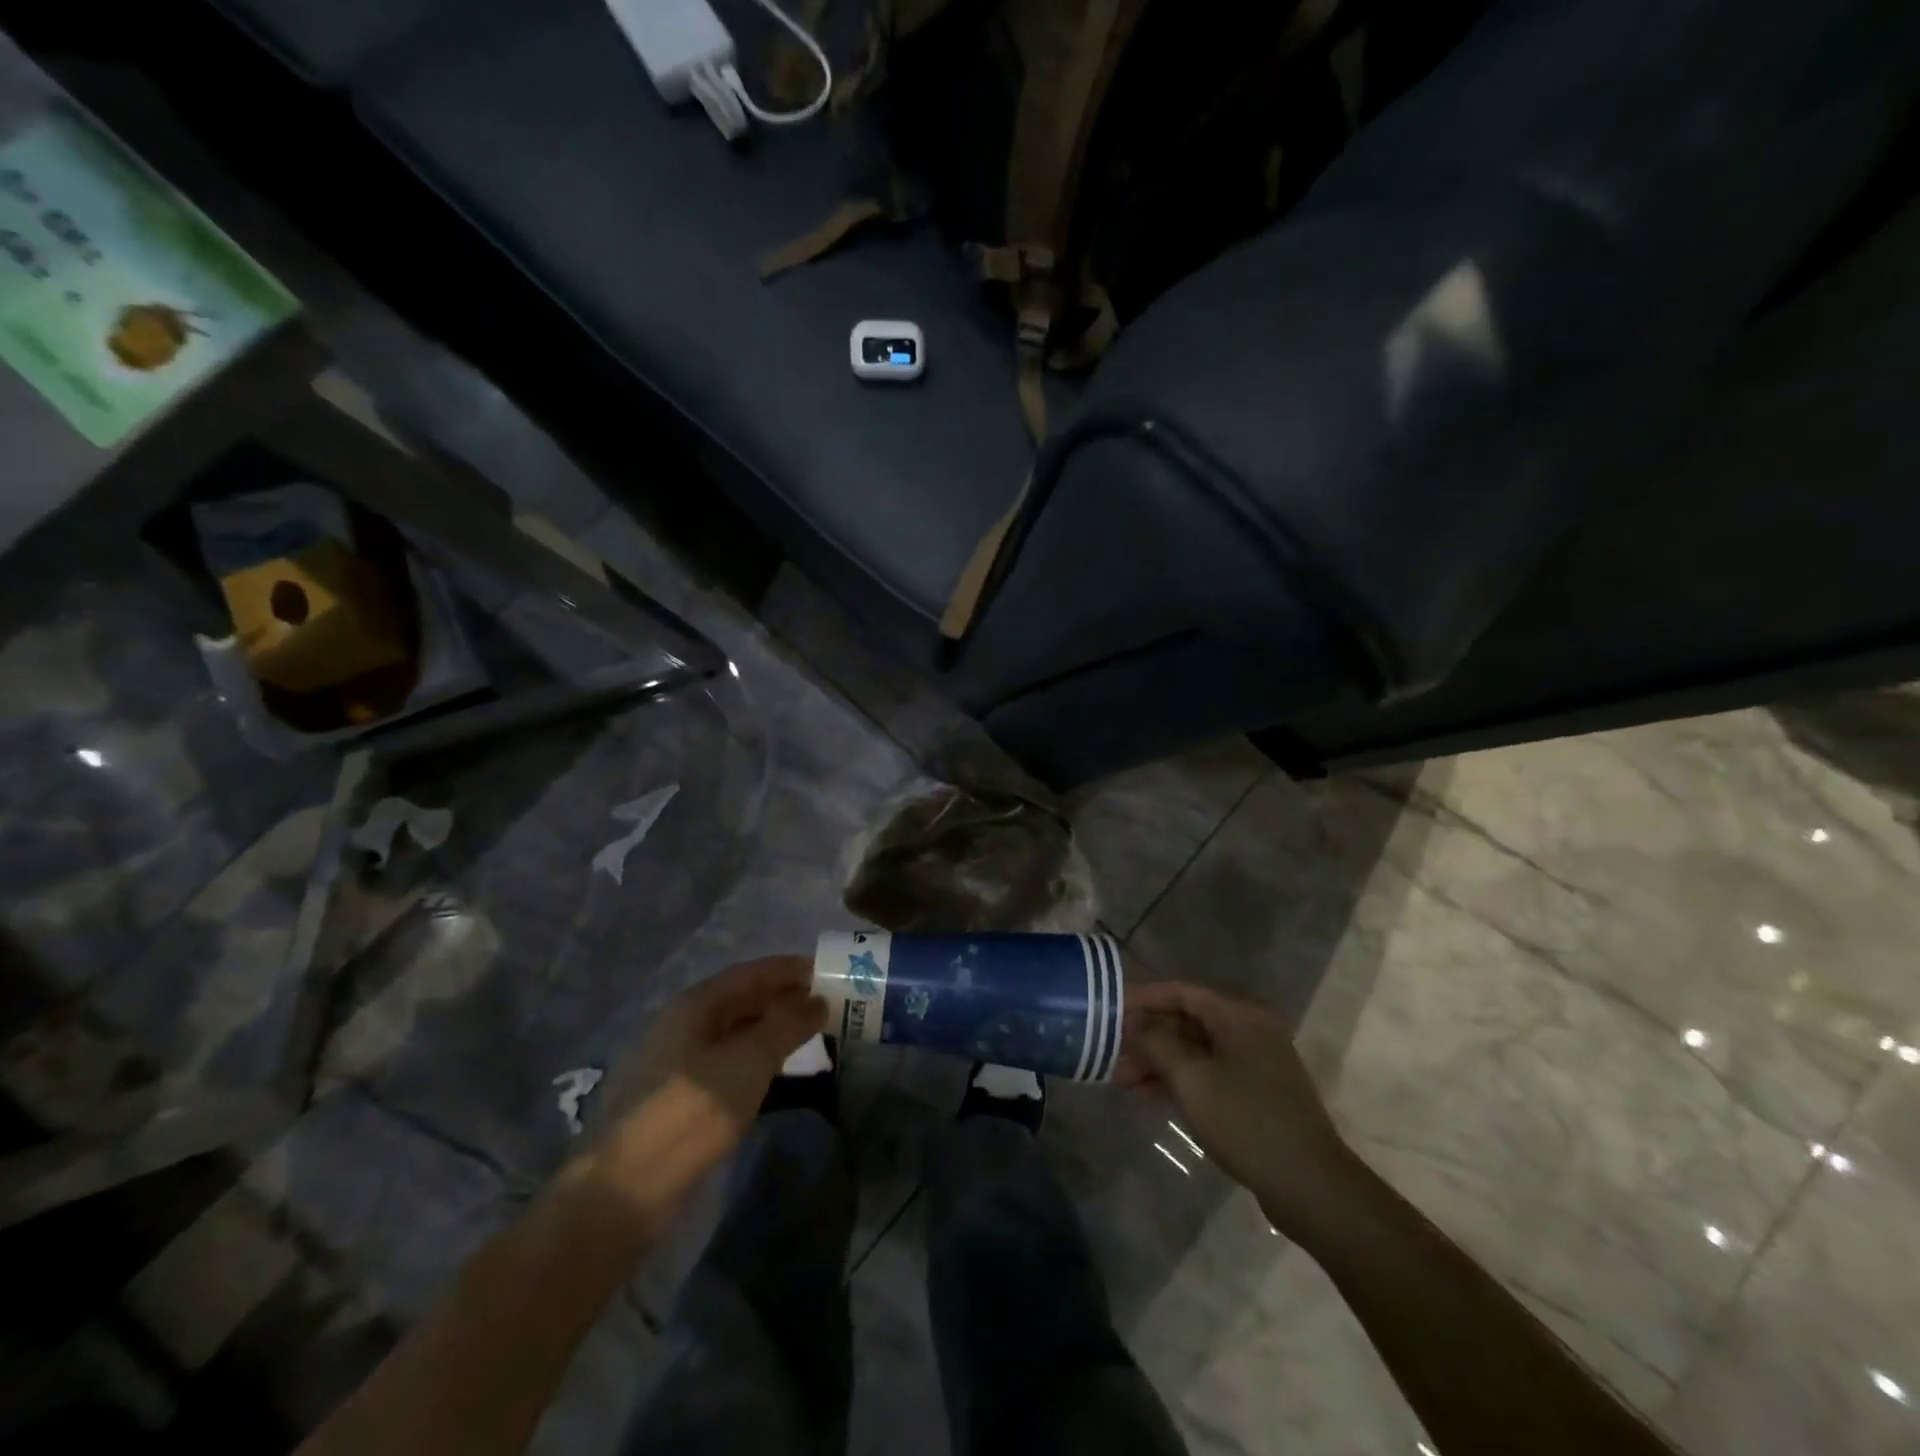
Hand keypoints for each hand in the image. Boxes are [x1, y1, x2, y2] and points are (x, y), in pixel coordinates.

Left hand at [584, 956, 824, 1230]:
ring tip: (811, 1037)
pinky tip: (776, 1075)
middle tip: (828, 1005)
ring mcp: (676, 1064)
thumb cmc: (690, 1111)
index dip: (789, 970)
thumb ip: (786, 1024)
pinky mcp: (677, 1101)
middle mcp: (682, 1026)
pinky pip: (727, 1065)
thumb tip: (817, 1000)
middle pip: (741, 1001)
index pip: (751, 973)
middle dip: (784, 999)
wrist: (625, 1192)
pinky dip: (757, 1061)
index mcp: (695, 1005)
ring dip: (772, 1031)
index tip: (828, 972)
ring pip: (735, 1034)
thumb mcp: (749, 1061)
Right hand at [1115, 981, 1360, 1238]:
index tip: (1111, 1009)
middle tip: (1111, 1052)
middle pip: (1187, 1021)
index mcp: (1239, 1016)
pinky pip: (1209, 1072)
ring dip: (1159, 1061)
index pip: (1182, 992)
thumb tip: (1134, 1022)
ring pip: (1195, 1050)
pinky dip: (1180, 1079)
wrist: (1310, 1185)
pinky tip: (1150, 1096)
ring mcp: (1254, 1062)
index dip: (1143, 997)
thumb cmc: (1246, 1122)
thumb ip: (1158, 1043)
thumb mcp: (1192, 1079)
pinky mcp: (1255, 1092)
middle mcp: (1248, 1030)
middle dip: (1148, 1036)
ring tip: (1122, 1080)